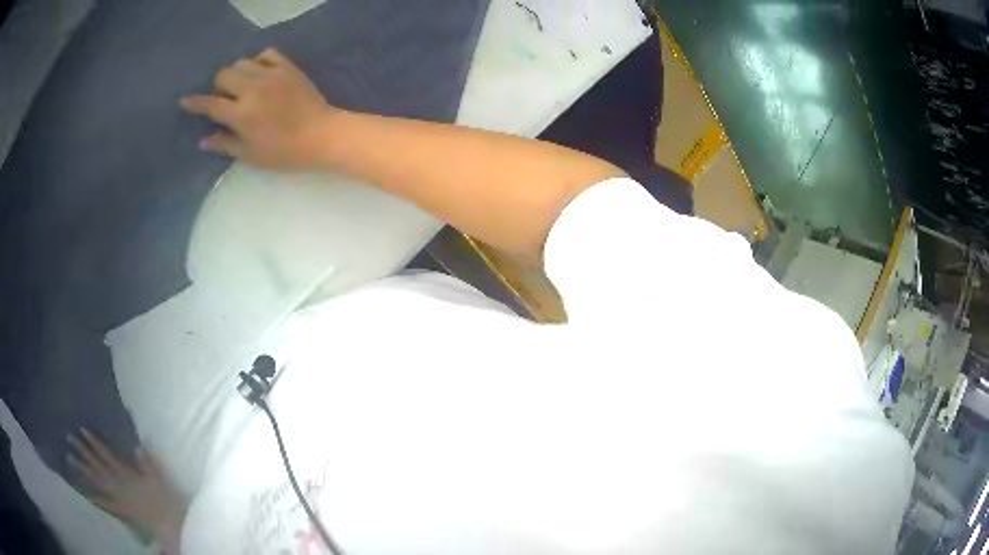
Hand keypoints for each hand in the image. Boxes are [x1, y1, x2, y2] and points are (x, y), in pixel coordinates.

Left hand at [68, 430, 186, 553]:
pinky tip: (84, 492)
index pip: (105, 453)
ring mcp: (116, 497)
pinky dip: (94, 497)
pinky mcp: (119, 509)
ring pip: (96, 481)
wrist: (167, 525)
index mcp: (124, 472)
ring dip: (82, 470)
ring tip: (69, 459)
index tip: (81, 429)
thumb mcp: (157, 478)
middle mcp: (115, 482)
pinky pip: (104, 503)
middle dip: (82, 451)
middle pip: (96, 464)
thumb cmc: (163, 499)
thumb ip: (147, 462)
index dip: (93, 441)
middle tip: (69, 438)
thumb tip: (137, 445)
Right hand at [181, 48, 339, 169]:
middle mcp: (252, 89)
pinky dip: (259, 61)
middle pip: (223, 75)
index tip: (184, 101)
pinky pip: (267, 53)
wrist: (322, 135)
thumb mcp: (251, 155)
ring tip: (243, 87)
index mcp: (241, 114)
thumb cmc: (284, 152)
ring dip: (237, 74)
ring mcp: (272, 74)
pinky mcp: (288, 67)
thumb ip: (225, 144)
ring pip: (242, 62)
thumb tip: (203, 139)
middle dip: (218, 87)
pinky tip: (261, 74)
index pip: (210, 104)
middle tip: (226, 100)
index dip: (195, 103)